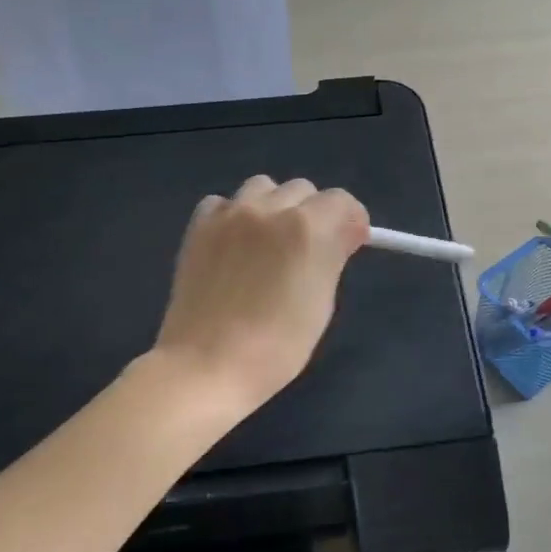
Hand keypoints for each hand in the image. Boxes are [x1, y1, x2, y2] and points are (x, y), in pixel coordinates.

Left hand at [153, 176, 370, 414]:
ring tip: (270, 242)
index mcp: (307, 229)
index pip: (342, 201)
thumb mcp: (321, 302)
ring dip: (275, 207)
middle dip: (315, 213)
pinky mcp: (199, 226)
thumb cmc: (277, 346)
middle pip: (304, 190)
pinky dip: (236, 215)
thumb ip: (333, 256)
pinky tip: (237, 245)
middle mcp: (269, 209)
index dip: (351, 221)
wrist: (207, 364)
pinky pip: (225, 202)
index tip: (350, 244)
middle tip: (310, 250)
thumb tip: (345, 232)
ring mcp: (229, 214)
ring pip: (264, 187)